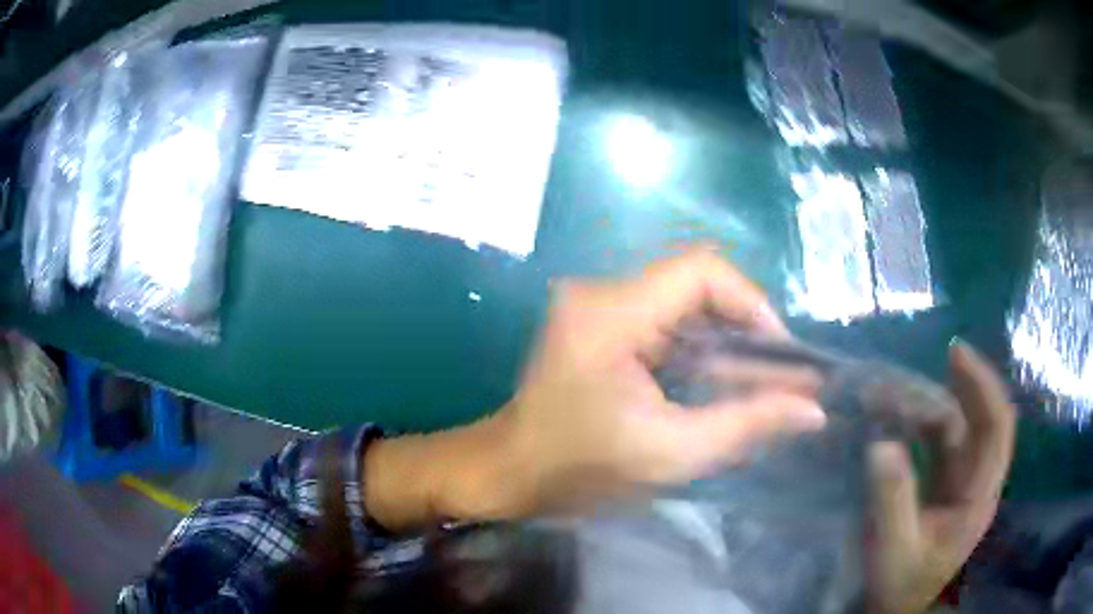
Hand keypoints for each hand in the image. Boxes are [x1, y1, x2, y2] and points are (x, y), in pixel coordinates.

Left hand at [366, 249, 825, 529]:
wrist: (510, 473)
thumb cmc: (579, 470)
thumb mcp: (672, 453)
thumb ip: (748, 424)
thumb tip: (814, 407)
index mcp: (612, 313)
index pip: (701, 270)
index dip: (752, 302)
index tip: (780, 352)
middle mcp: (602, 293)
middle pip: (696, 284)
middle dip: (745, 326)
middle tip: (778, 373)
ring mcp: (598, 305)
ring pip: (685, 302)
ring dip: (726, 338)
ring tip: (758, 381)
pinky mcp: (600, 323)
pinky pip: (666, 320)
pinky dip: (701, 346)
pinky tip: (722, 380)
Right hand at [867, 341, 1015, 613]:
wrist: (893, 609)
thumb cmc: (898, 585)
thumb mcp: (893, 549)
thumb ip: (892, 499)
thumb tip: (882, 444)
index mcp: (979, 497)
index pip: (997, 426)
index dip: (982, 385)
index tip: (955, 353)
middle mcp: (977, 482)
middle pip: (980, 419)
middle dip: (959, 385)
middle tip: (920, 365)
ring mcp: (962, 483)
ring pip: (956, 428)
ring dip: (928, 406)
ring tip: (889, 398)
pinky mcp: (945, 485)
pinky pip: (939, 443)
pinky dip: (918, 425)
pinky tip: (894, 420)